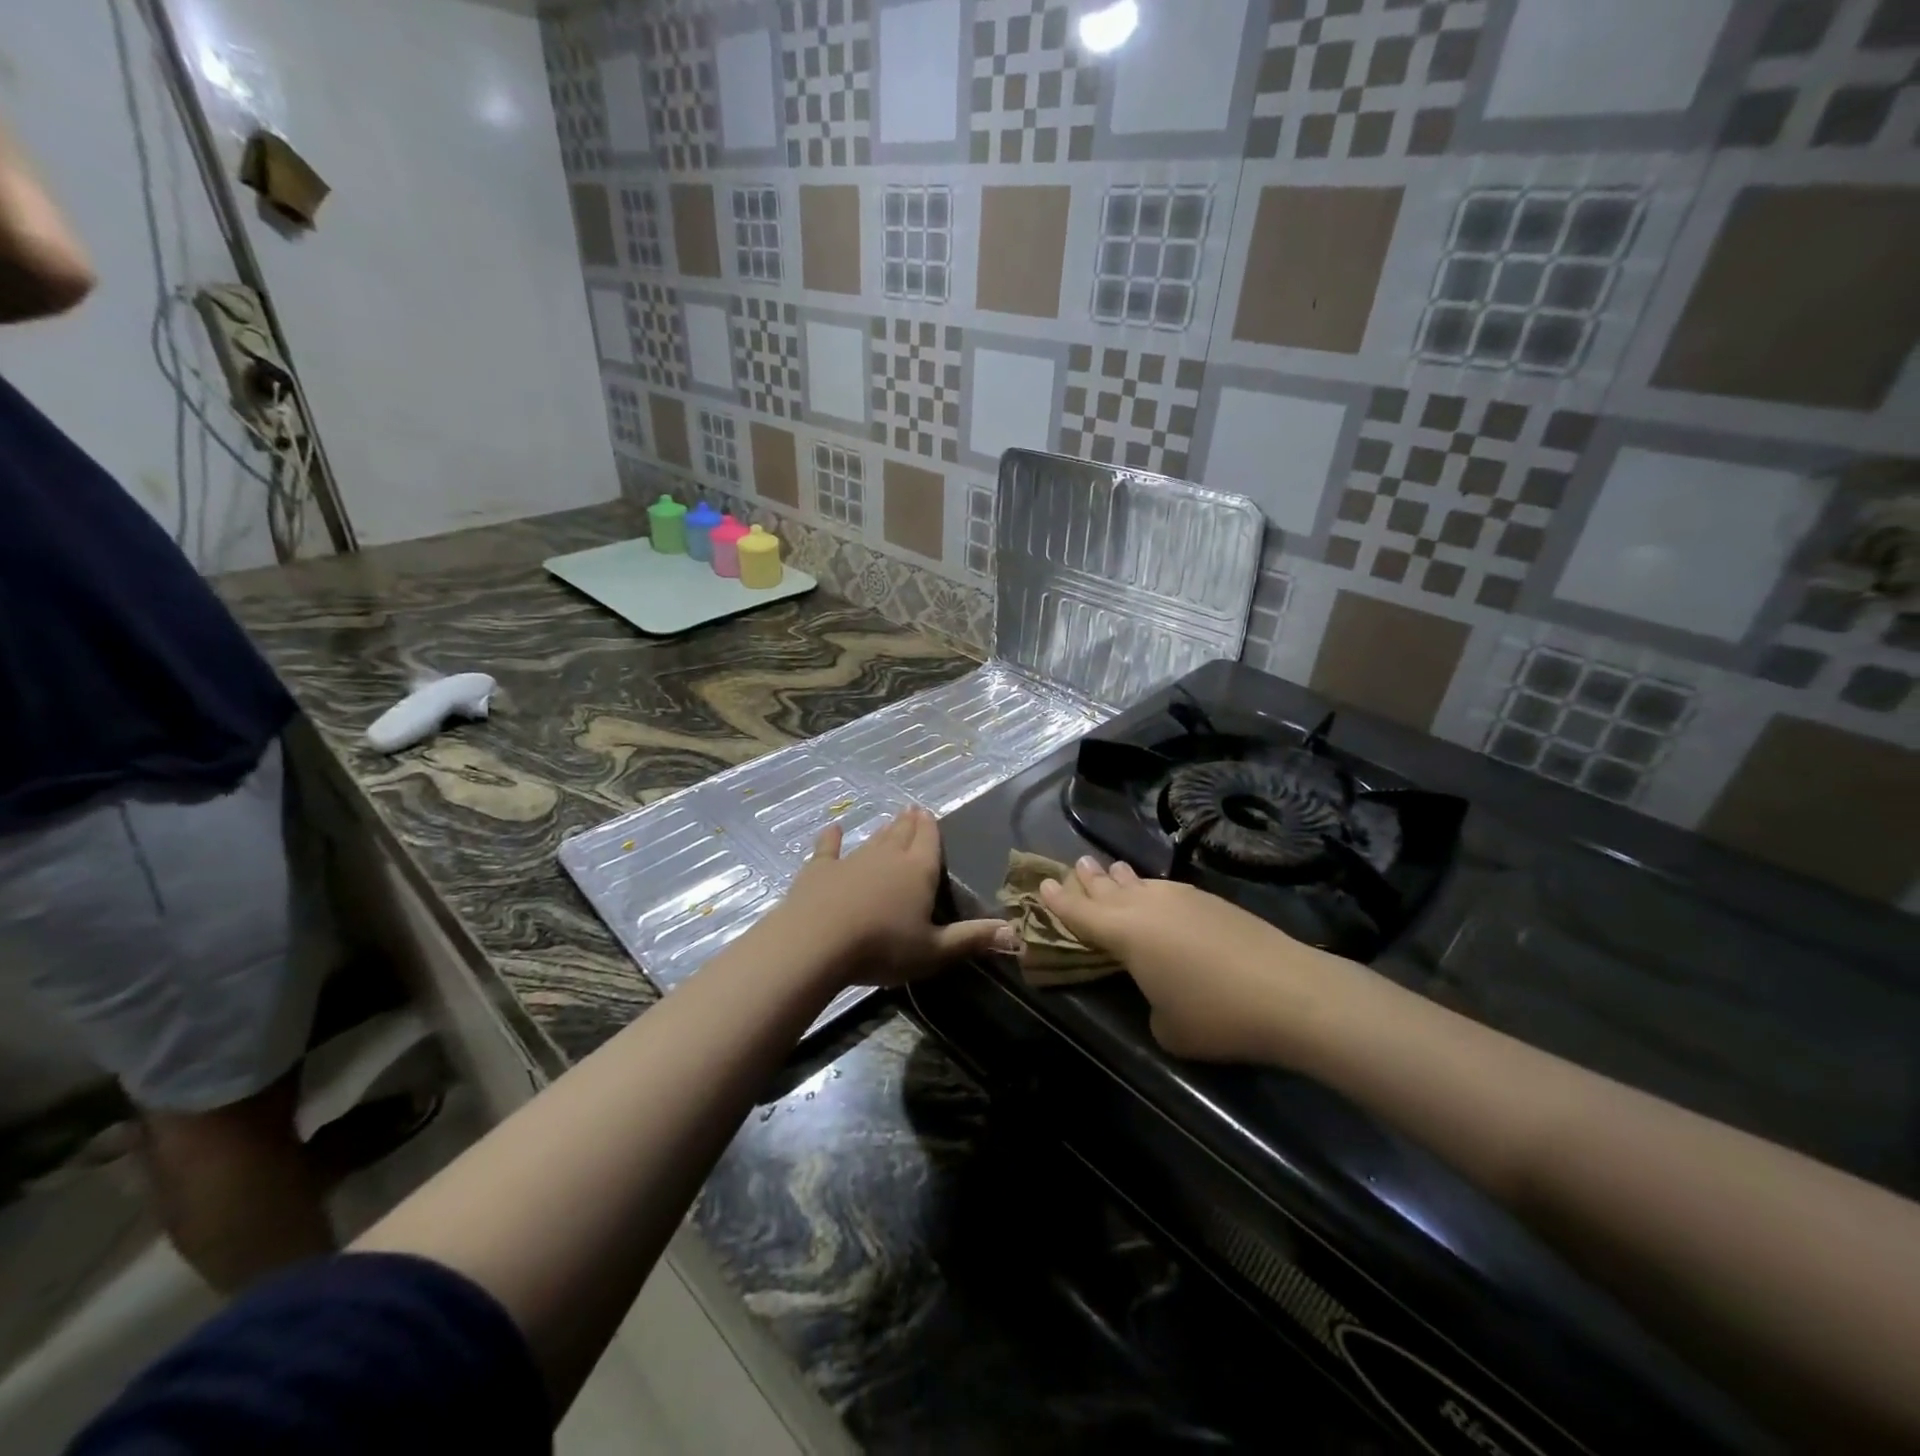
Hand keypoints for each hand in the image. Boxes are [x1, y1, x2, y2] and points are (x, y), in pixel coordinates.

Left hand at [772, 807, 1016, 987]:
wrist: (817, 942)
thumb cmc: (882, 947)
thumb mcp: (934, 950)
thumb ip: (972, 939)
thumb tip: (1015, 933)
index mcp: (918, 871)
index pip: (929, 841)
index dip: (931, 828)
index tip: (929, 813)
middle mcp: (887, 857)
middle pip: (902, 835)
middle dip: (909, 823)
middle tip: (912, 810)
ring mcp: (851, 860)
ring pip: (872, 840)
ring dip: (882, 831)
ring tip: (890, 821)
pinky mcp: (819, 869)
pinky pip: (828, 848)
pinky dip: (831, 838)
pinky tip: (834, 828)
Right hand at [1039, 857, 1346, 1064]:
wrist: (1290, 992)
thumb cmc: (1217, 1015)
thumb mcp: (1167, 1028)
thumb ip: (1151, 1006)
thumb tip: (1161, 993)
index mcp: (1125, 934)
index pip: (1080, 913)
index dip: (1058, 900)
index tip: (1042, 884)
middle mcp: (1147, 906)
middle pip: (1106, 887)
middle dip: (1086, 879)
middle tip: (1073, 865)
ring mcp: (1182, 898)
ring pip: (1138, 883)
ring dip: (1119, 878)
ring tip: (1110, 870)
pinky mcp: (1211, 900)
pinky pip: (1165, 888)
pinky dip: (1149, 888)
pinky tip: (1155, 892)